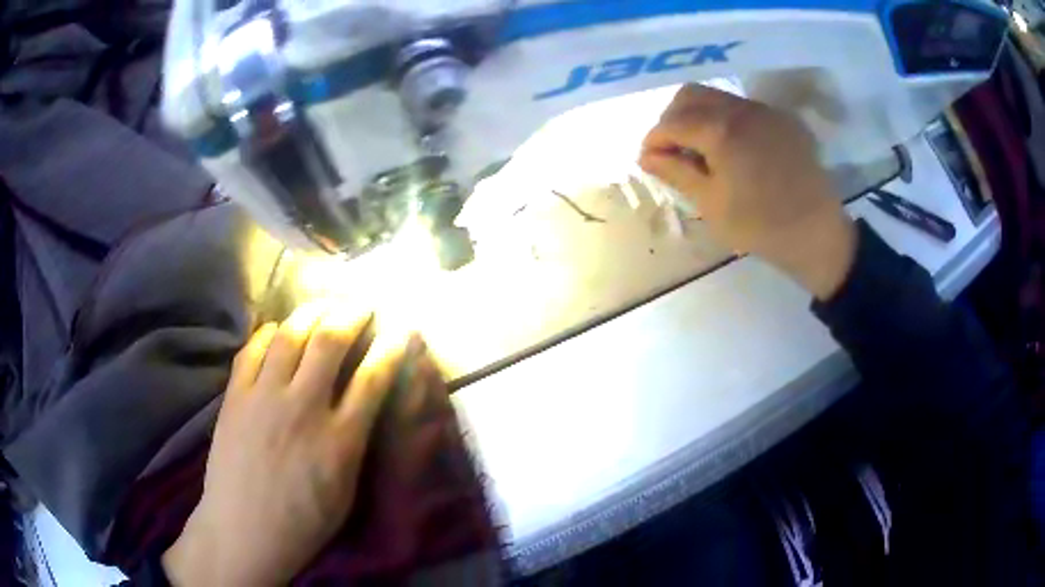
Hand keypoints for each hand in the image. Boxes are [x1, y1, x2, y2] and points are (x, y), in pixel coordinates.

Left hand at [162, 303, 426, 585]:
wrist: (244, 531)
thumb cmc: (304, 523)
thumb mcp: (345, 491)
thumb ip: (355, 443)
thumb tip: (362, 407)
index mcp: (339, 440)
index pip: (372, 379)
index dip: (391, 348)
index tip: (402, 328)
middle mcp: (302, 408)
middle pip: (329, 341)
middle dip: (351, 314)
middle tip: (361, 305)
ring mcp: (263, 398)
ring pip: (289, 335)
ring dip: (311, 313)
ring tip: (323, 307)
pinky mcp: (235, 397)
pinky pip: (252, 350)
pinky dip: (268, 333)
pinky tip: (277, 331)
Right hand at [639, 84, 856, 299]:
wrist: (817, 234)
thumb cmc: (760, 226)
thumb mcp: (711, 204)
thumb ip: (675, 173)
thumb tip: (646, 155)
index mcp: (721, 130)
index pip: (672, 121)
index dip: (654, 139)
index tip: (649, 160)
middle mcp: (742, 109)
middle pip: (691, 95)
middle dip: (673, 119)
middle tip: (674, 151)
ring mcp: (766, 111)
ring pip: (719, 97)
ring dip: (700, 117)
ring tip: (702, 151)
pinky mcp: (784, 120)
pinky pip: (745, 108)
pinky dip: (728, 121)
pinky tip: (734, 150)